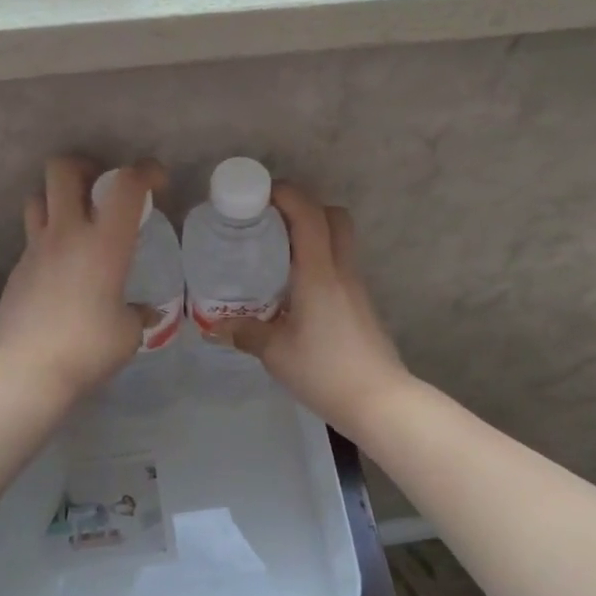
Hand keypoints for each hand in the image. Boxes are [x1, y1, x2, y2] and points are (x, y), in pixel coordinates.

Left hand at [0, 156, 167, 403]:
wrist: (27, 370)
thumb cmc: (88, 348)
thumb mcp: (127, 334)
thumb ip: (137, 315)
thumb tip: (145, 313)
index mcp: (105, 243)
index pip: (127, 184)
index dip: (146, 171)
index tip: (156, 181)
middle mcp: (67, 233)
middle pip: (62, 169)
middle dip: (84, 166)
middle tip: (100, 186)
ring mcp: (36, 248)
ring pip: (37, 197)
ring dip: (57, 198)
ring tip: (74, 220)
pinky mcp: (17, 269)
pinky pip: (32, 238)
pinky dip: (48, 239)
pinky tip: (60, 268)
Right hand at [214, 183, 412, 436]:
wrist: (379, 401)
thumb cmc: (325, 371)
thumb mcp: (275, 353)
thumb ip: (246, 333)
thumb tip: (216, 326)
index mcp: (319, 273)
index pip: (309, 214)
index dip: (286, 194)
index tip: (258, 194)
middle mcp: (341, 271)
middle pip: (333, 216)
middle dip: (303, 207)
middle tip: (270, 222)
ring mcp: (356, 287)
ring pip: (339, 240)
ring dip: (312, 234)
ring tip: (277, 254)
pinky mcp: (361, 304)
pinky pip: (339, 265)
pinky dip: (318, 261)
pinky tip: (295, 288)